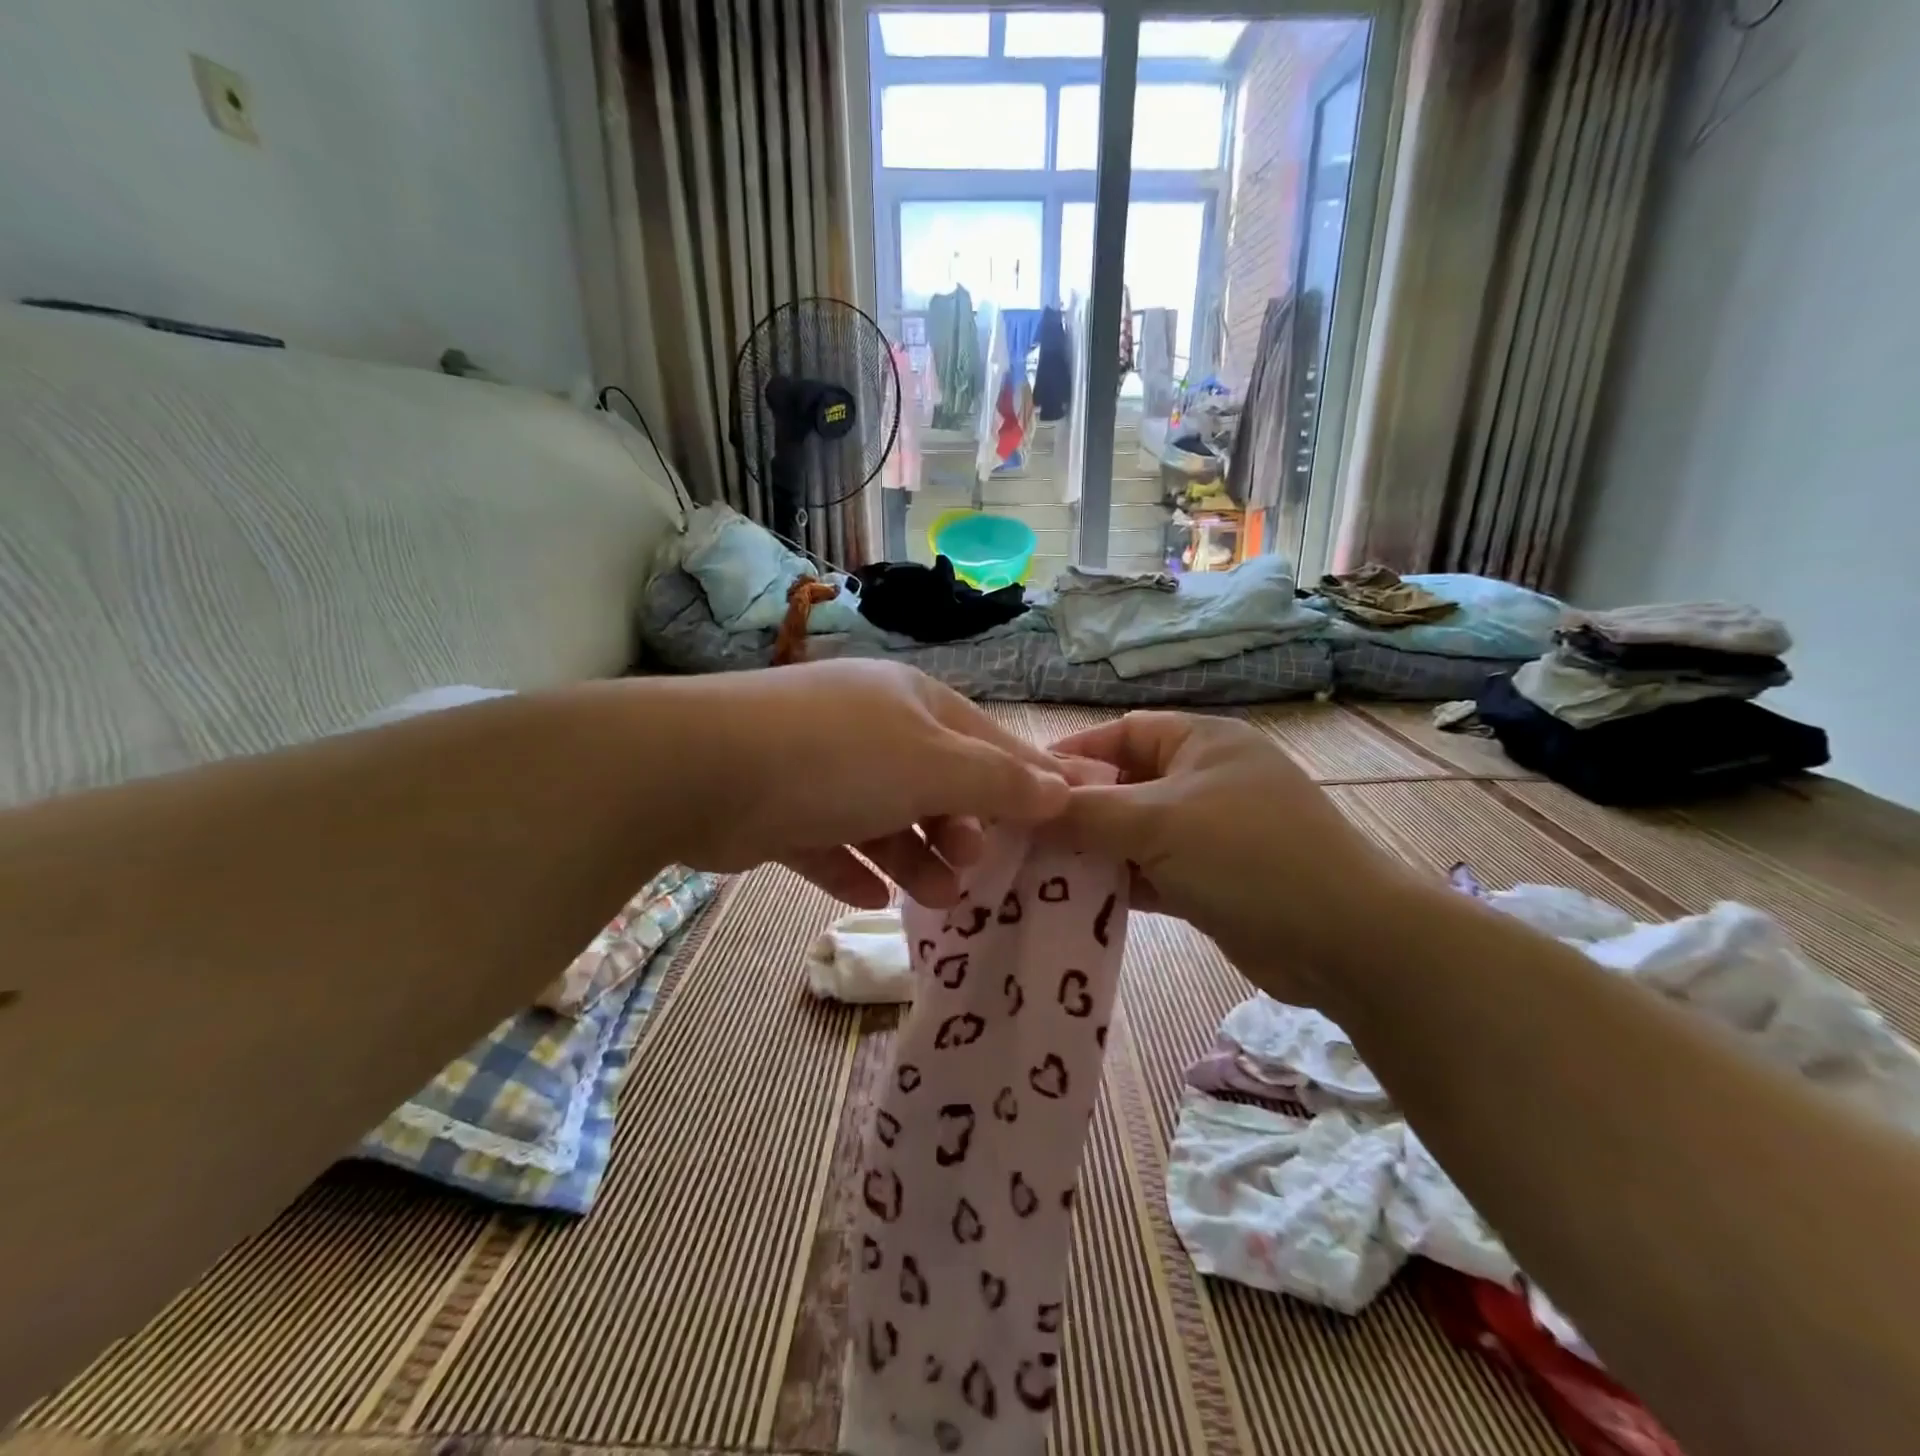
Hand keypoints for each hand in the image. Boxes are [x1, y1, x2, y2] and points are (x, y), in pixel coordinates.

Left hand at [666, 660, 1069, 907]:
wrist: (704, 769)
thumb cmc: (840, 758)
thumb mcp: (934, 767)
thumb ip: (998, 782)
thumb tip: (1062, 788)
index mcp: (912, 703)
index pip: (987, 740)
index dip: (1027, 777)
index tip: (1063, 816)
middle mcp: (869, 728)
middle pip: (935, 781)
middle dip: (961, 827)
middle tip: (975, 868)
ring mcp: (822, 767)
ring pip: (885, 816)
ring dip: (914, 857)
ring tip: (937, 897)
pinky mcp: (781, 807)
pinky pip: (830, 841)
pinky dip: (853, 868)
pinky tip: (871, 896)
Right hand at [1049, 711, 1410, 1003]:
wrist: (1344, 941)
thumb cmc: (1248, 855)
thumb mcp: (1159, 823)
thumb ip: (1086, 813)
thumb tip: (1024, 807)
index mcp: (1200, 743)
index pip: (1120, 735)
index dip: (1071, 756)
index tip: (1020, 784)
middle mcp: (1202, 781)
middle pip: (1122, 787)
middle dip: (1075, 811)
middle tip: (1020, 836)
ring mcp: (1208, 833)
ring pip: (1133, 835)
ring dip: (1092, 852)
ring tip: (1035, 871)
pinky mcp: (1210, 880)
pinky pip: (1149, 872)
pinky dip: (1118, 883)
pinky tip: (1075, 900)